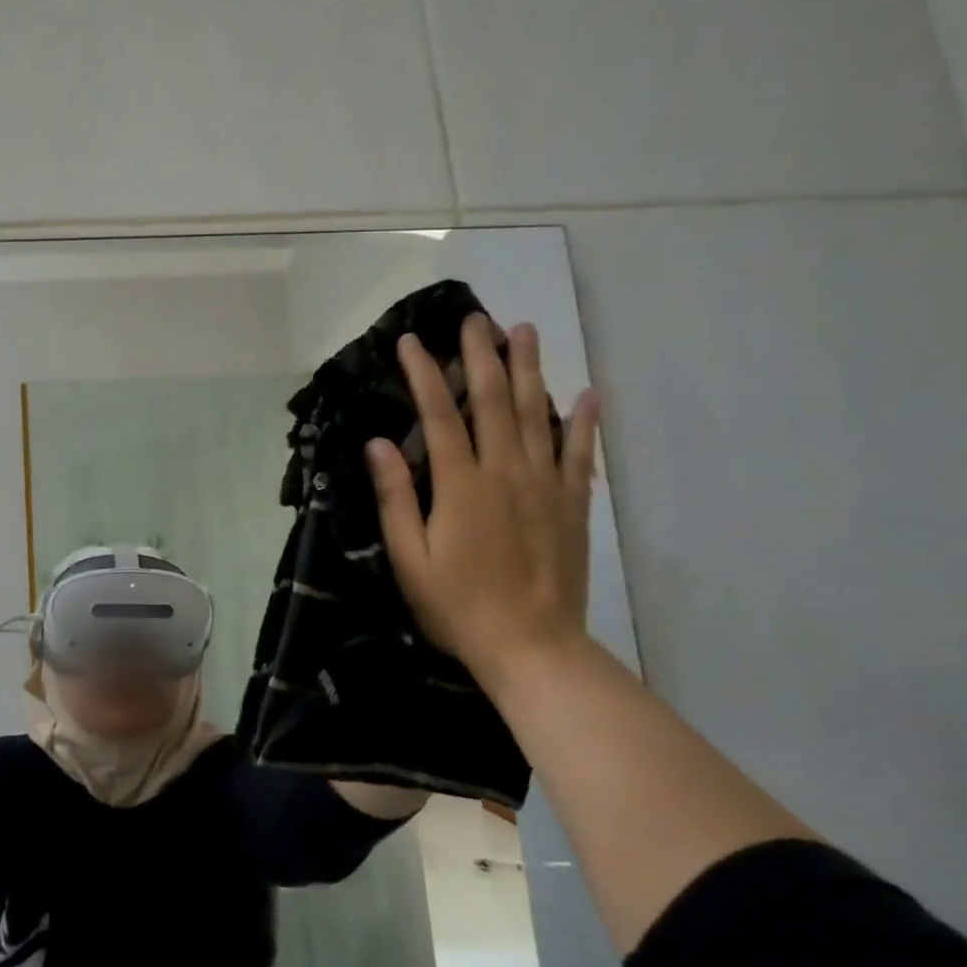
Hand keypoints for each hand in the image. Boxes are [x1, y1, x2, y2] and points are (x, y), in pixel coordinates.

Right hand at [365, 316, 600, 696]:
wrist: (532, 647)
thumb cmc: (457, 606)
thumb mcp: (409, 559)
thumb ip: (395, 498)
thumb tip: (378, 444)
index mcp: (461, 485)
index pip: (439, 415)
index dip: (423, 374)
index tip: (410, 341)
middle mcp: (506, 472)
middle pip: (495, 401)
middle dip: (482, 355)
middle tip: (475, 318)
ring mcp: (545, 486)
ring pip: (539, 414)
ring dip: (530, 370)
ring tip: (525, 331)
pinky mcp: (572, 505)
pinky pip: (580, 454)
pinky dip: (584, 421)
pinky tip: (588, 393)